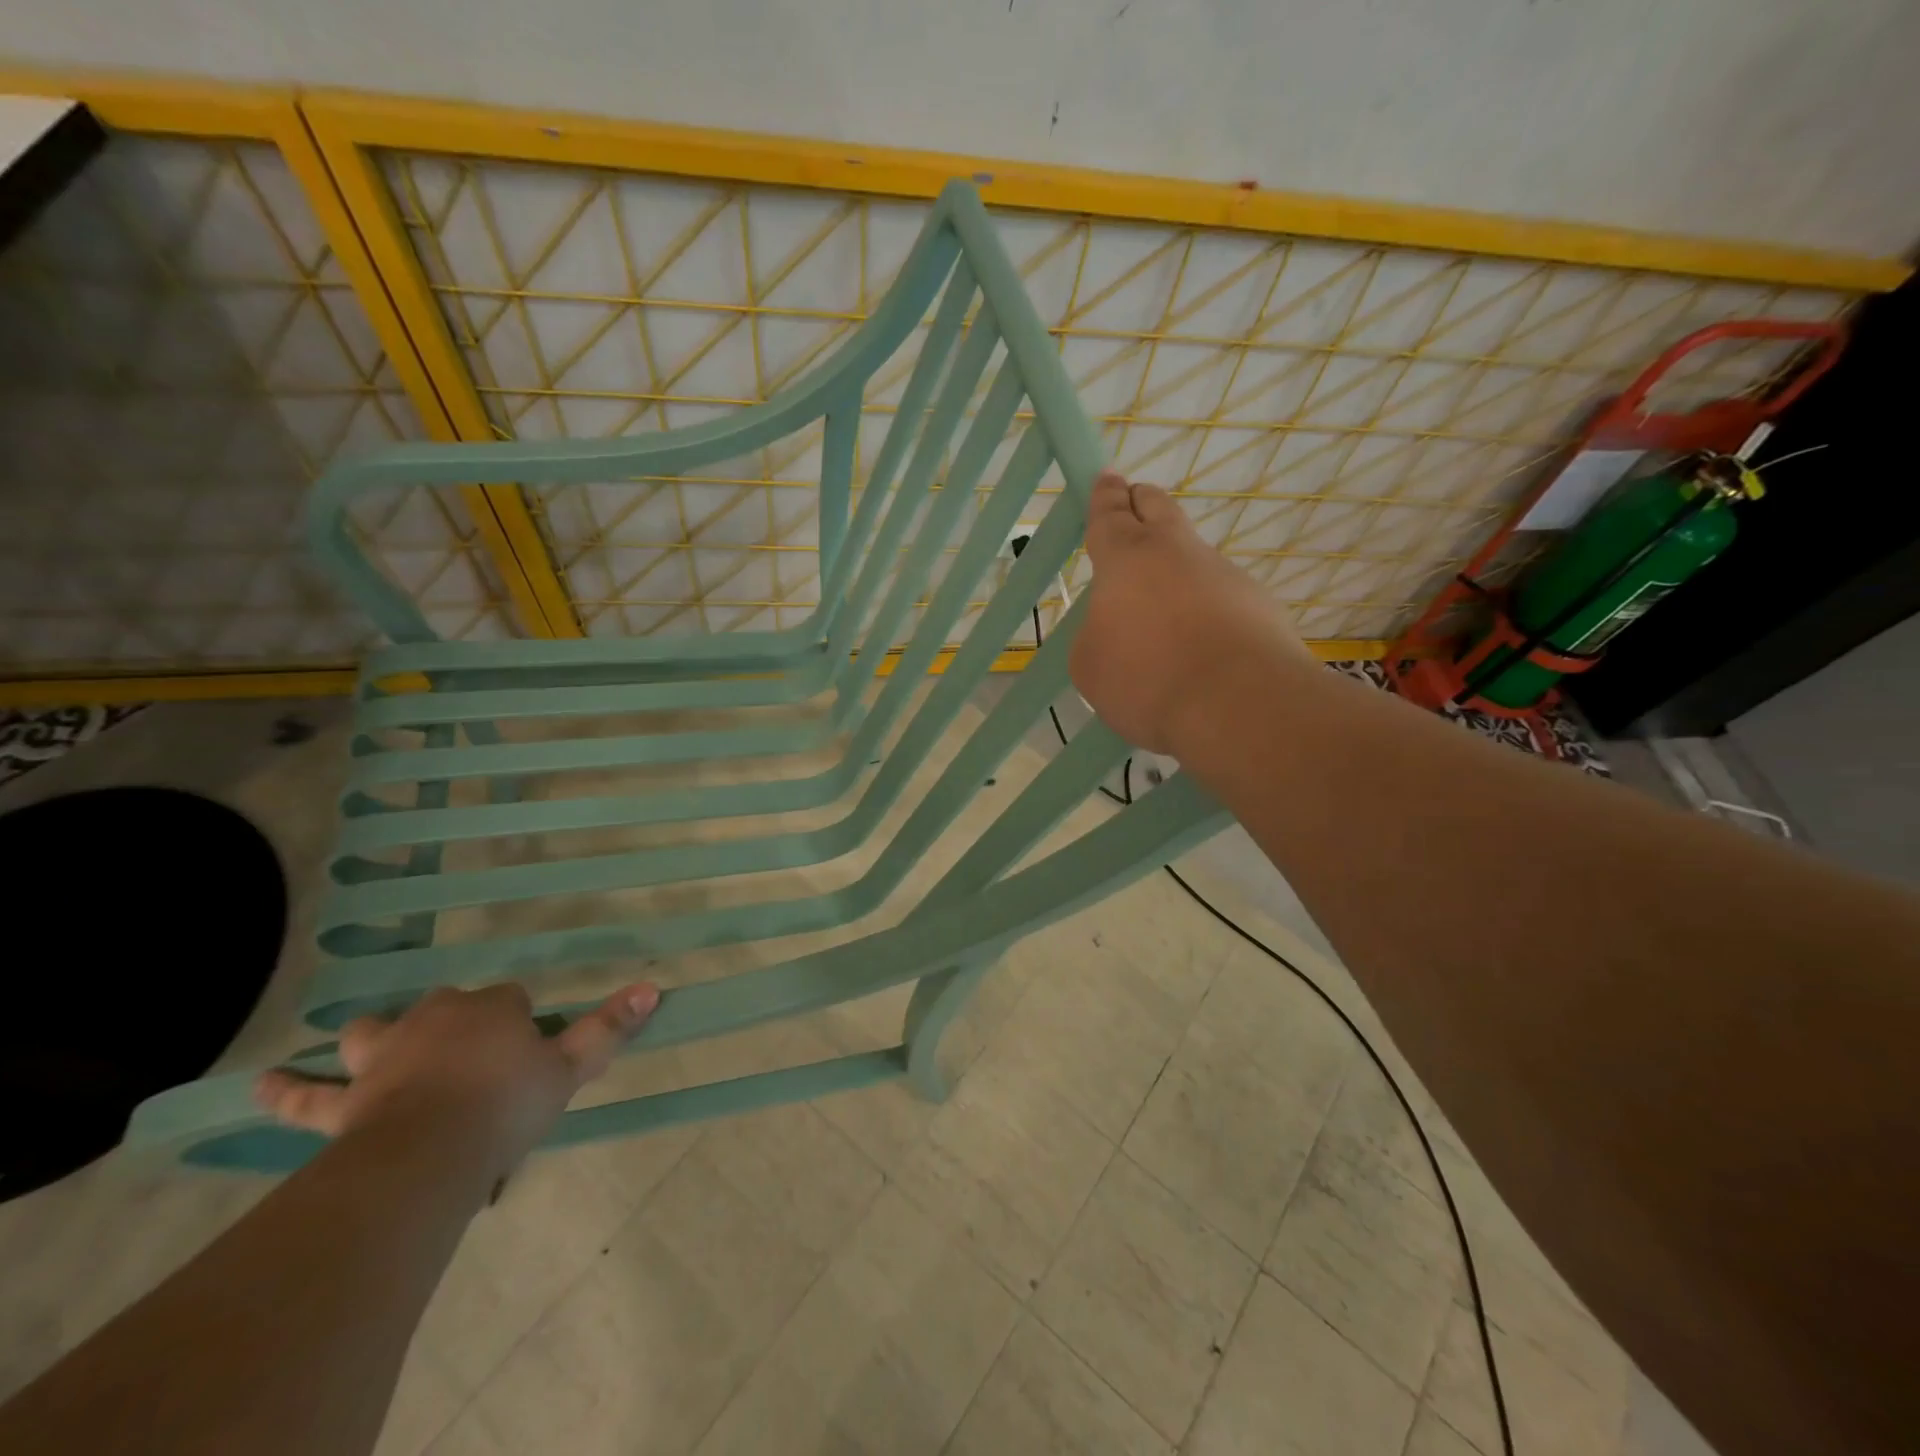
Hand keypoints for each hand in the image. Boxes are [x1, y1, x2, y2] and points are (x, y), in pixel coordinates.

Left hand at [255, 982, 659, 1169]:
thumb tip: (654, 985)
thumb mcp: (570, 1068)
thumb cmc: (506, 1104)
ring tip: (374, 1043)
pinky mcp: (345, 1100)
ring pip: (374, 1033)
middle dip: (457, 1022)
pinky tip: (258, 1084)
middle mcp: (436, 1017)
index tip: (530, 1055)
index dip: (523, 1024)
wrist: (429, 1153)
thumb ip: (610, 1028)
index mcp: (492, 1008)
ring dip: (375, 1037)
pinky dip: (285, 1089)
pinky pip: (306, 1095)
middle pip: (447, 1007)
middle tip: (472, 1058)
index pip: (512, 1001)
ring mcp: (384, 1055)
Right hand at [1070, 470, 1309, 753]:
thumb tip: (1119, 628)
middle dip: (1142, 501)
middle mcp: (1178, 553)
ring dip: (1177, 570)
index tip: (1106, 479)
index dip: (1105, 497)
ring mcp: (1225, 575)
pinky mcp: (1260, 606)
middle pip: (1160, 509)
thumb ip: (1096, 635)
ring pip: (1194, 558)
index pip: (1111, 515)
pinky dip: (1206, 612)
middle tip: (1134, 500)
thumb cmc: (1146, 679)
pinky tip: (1200, 649)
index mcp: (1127, 558)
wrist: (1238, 705)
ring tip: (1165, 614)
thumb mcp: (1090, 665)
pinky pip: (1221, 599)